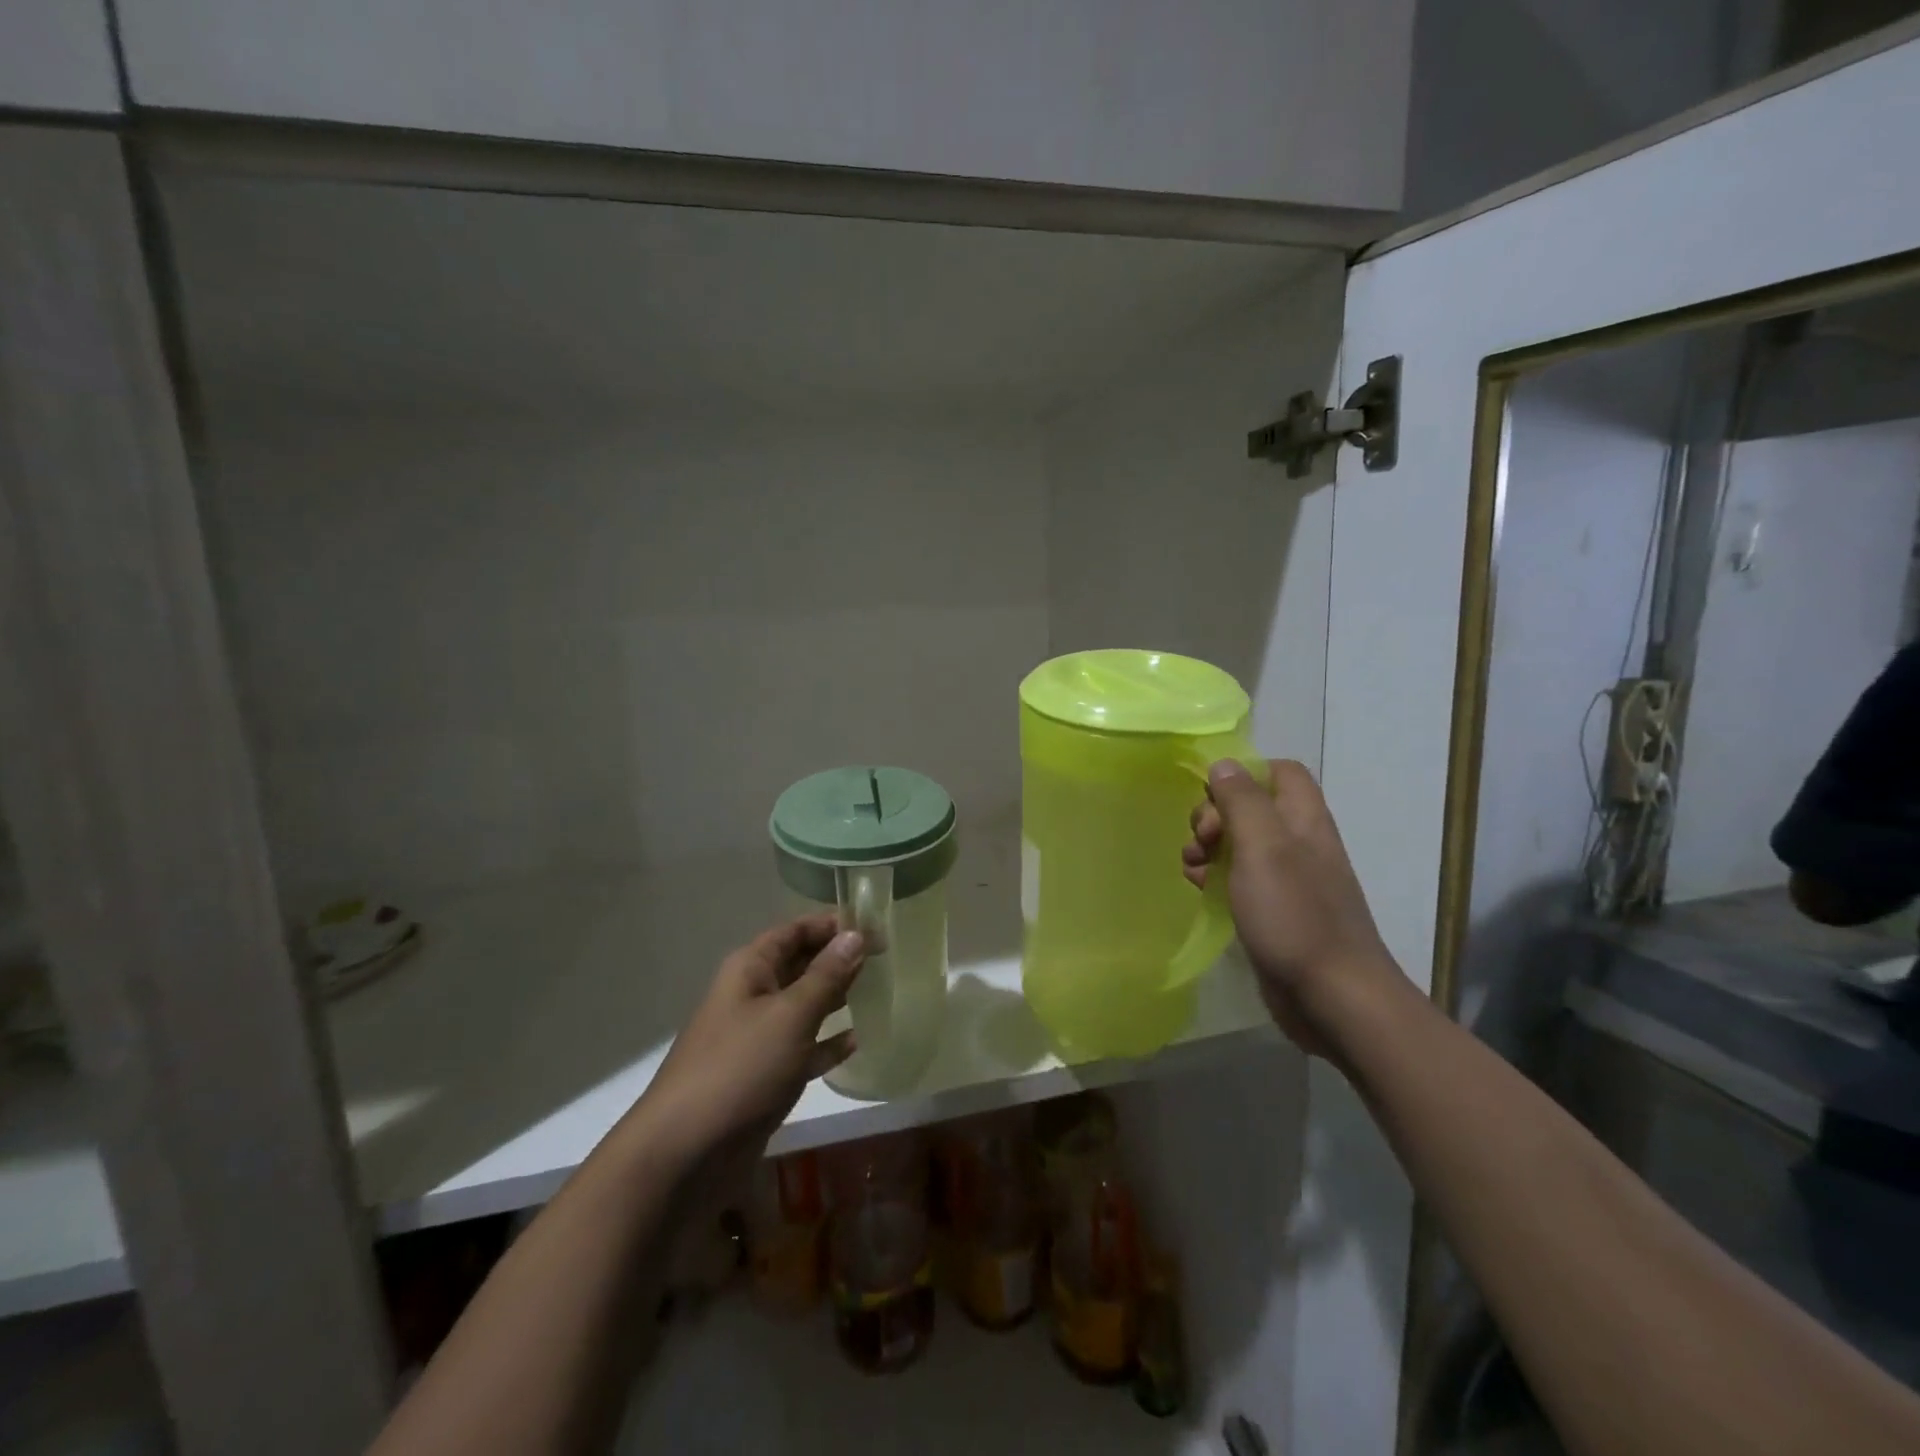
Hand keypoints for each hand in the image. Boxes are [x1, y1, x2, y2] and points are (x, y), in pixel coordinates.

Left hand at [640, 914, 864, 1162]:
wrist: (686, 1154)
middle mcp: (753, 995)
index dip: (834, 924)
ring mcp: (758, 1037)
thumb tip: (856, 934)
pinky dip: (827, 1042)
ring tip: (879, 990)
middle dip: (839, 958)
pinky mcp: (766, 1075)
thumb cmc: (740, 1068)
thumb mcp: (790, 1015)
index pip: (796, 930)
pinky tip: (857, 1041)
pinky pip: (803, 1047)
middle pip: (802, 964)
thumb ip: (827, 975)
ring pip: (805, 1005)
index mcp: (751, 969)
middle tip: (886, 957)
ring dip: (837, 997)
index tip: (876, 926)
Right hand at [1183, 759, 1405, 1057]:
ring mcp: (1287, 880)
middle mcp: (1299, 843)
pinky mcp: (1274, 911)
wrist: (1333, 999)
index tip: (1212, 797)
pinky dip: (1214, 877)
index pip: (1279, 771)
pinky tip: (1197, 888)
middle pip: (1252, 806)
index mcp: (1304, 820)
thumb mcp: (1263, 848)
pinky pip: (1239, 879)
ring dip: (1209, 847)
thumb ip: (1243, 801)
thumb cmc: (1296, 916)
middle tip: (1202, 841)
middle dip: (1216, 815)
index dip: (1243, 774)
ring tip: (1191, 867)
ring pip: (1240, 844)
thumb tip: (1223, 764)